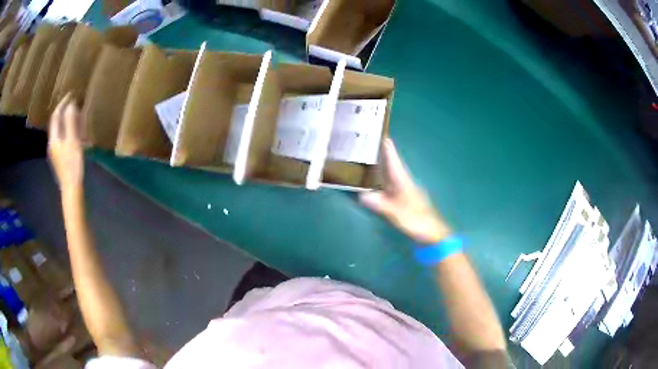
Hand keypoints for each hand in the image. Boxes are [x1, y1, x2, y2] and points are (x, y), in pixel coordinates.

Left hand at [48, 94, 83, 194]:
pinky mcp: (61, 157)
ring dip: (69, 122)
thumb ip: (70, 122)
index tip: (71, 94)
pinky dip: (70, 132)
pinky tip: (78, 134)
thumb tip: (70, 104)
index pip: (56, 116)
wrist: (72, 189)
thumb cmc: (73, 164)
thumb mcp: (73, 141)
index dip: (62, 104)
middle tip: (76, 104)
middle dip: (66, 112)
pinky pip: (64, 139)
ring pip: (61, 131)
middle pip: (57, 123)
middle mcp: (53, 144)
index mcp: (54, 138)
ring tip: (78, 117)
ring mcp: (56, 152)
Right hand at [360, 139, 451, 244]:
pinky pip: (388, 182)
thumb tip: (361, 195)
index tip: (377, 132)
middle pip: (390, 162)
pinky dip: (380, 177)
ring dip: (379, 163)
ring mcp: (403, 189)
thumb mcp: (396, 214)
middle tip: (365, 142)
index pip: (393, 158)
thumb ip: (380, 205)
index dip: (386, 145)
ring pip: (389, 171)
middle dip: (379, 151)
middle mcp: (403, 180)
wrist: (432, 233)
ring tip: (365, 157)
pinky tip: (373, 180)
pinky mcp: (403, 197)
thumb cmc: (416, 221)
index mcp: (402, 180)